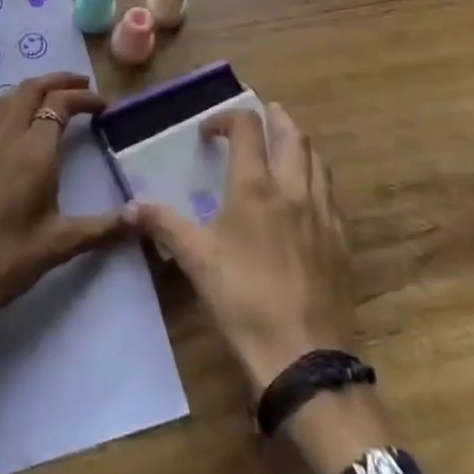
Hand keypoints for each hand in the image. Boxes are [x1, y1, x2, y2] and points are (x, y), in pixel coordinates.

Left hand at [0, 73, 129, 343]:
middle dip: (59, 80)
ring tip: (52, 96)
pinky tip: (12, 119)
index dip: (84, 98)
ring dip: (33, 88)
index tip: (103, 106)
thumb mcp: (63, 243)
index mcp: (35, 151)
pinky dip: (7, 103)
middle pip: (32, 88)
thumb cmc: (10, 258)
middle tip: (83, 86)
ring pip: (8, 95)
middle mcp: (7, 135)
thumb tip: (144, 217)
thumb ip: (105, 227)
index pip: (60, 103)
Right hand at [129, 103, 393, 473]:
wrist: (304, 358)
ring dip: (299, 144)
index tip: (209, 132)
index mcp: (256, 187)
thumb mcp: (195, 260)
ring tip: (285, 146)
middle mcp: (293, 189)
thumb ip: (164, 225)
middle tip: (261, 115)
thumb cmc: (243, 301)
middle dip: (275, 118)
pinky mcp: (341, 241)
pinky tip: (307, 198)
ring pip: (317, 160)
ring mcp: (323, 214)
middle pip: (292, 134)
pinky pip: (331, 194)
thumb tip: (131, 206)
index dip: (227, 118)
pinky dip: (316, 180)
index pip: (247, 128)